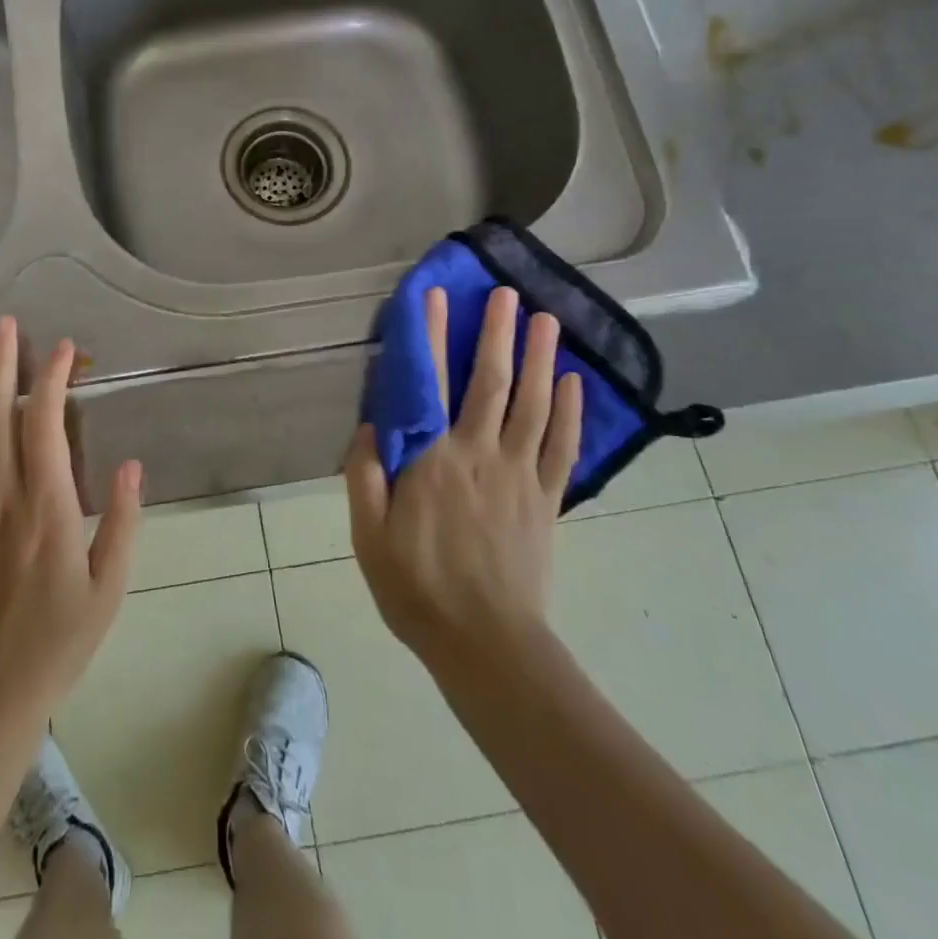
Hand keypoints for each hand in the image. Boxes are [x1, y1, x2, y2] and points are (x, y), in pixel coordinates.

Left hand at [0, 316, 141, 723]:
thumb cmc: (57, 644)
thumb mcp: (109, 588)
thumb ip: (123, 522)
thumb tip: (132, 464)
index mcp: (47, 509)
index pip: (45, 426)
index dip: (52, 380)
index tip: (63, 349)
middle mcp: (1, 500)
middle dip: (1, 364)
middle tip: (4, 324)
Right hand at [345, 286, 581, 665]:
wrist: (486, 644)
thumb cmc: (417, 587)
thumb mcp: (368, 535)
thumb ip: (365, 475)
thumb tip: (370, 424)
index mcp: (433, 459)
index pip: (431, 384)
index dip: (432, 336)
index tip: (435, 297)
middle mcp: (481, 454)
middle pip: (492, 382)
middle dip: (497, 333)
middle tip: (506, 294)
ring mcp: (520, 476)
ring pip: (534, 405)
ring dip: (541, 359)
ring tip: (547, 320)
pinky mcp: (547, 501)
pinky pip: (562, 447)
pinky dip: (569, 412)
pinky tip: (573, 383)